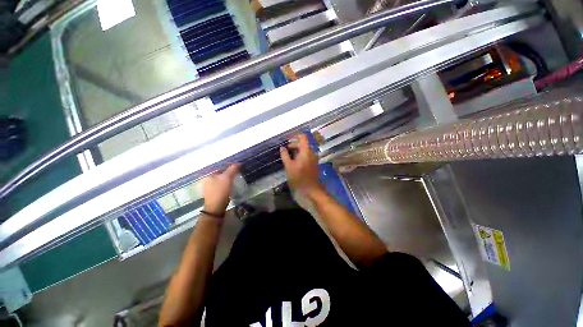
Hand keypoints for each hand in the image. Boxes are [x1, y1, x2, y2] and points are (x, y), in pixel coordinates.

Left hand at [203, 164, 239, 214]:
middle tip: (238, 172)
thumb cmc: (220, 191)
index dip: (229, 165)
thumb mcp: (227, 178)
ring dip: (229, 177)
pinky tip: (233, 185)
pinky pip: (222, 185)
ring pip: (222, 179)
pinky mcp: (215, 193)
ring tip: (237, 177)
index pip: (220, 166)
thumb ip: (232, 169)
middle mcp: (208, 180)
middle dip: (229, 171)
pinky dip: (228, 183)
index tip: (238, 166)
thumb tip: (239, 163)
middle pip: (221, 172)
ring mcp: (210, 187)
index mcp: (208, 175)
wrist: (216, 208)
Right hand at [280, 134, 323, 196]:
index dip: (295, 136)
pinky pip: (307, 155)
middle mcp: (311, 152)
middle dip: (293, 145)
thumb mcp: (289, 166)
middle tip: (285, 150)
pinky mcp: (314, 163)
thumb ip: (285, 155)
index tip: (287, 139)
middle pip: (303, 143)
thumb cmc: (299, 177)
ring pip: (304, 150)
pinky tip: (294, 161)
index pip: (303, 137)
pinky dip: (300, 155)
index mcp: (306, 151)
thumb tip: (282, 147)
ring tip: (288, 157)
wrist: (311, 188)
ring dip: (296, 151)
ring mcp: (314, 157)